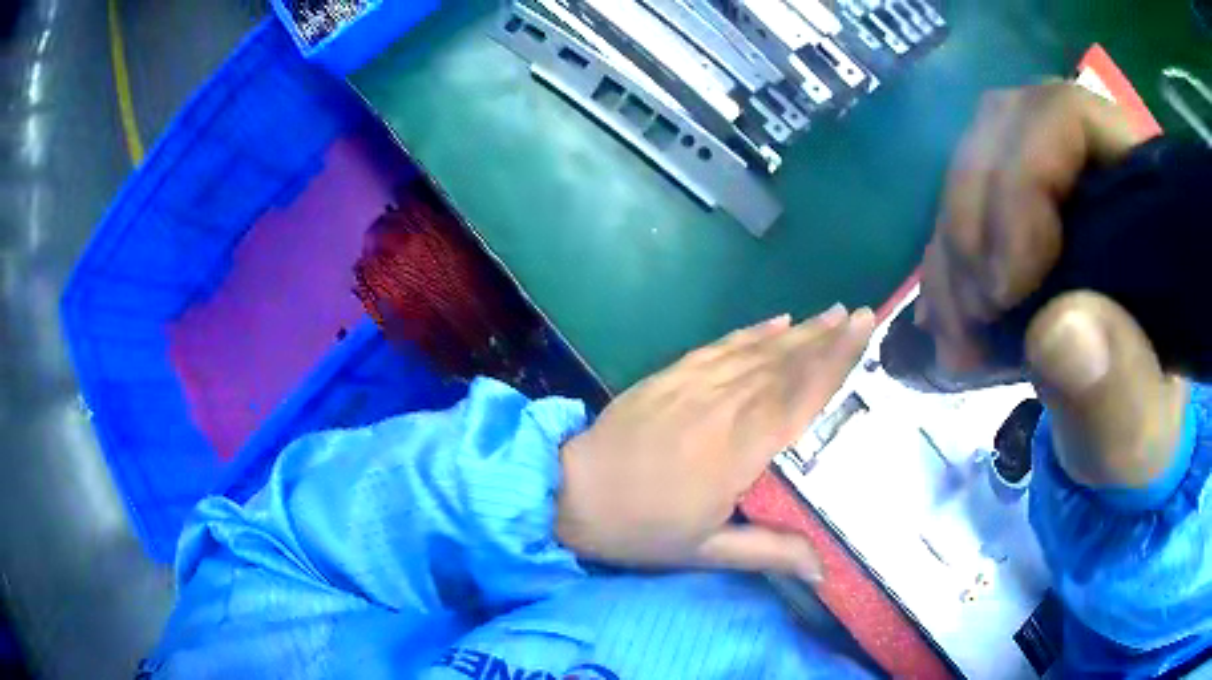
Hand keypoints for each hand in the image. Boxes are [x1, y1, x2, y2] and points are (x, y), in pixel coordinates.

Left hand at [557, 305, 874, 581]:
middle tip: (862, 313)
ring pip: (759, 350)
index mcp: (740, 449)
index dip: (835, 362)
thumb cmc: (641, 528)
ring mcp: (695, 383)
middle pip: (786, 365)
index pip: (800, 397)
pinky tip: (776, 321)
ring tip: (832, 313)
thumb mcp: (706, 552)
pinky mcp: (672, 374)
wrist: (571, 491)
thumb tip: (825, 573)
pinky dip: (752, 332)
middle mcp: (725, 405)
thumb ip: (769, 553)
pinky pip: (721, 346)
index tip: (863, 332)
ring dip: (799, 330)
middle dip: (827, 337)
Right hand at [922, 83, 1183, 489]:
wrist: (1119, 430)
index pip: (1068, 116)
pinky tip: (949, 326)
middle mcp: (1093, 167)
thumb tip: (1058, 329)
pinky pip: (960, 212)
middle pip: (1005, 129)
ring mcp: (1051, 186)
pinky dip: (944, 267)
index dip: (1026, 176)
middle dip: (974, 217)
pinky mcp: (1019, 217)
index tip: (1008, 283)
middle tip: (976, 316)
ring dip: (952, 249)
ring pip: (974, 165)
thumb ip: (1117, 394)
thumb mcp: (1138, 434)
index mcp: (1142, 196)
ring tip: (959, 338)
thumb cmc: (1142, 429)